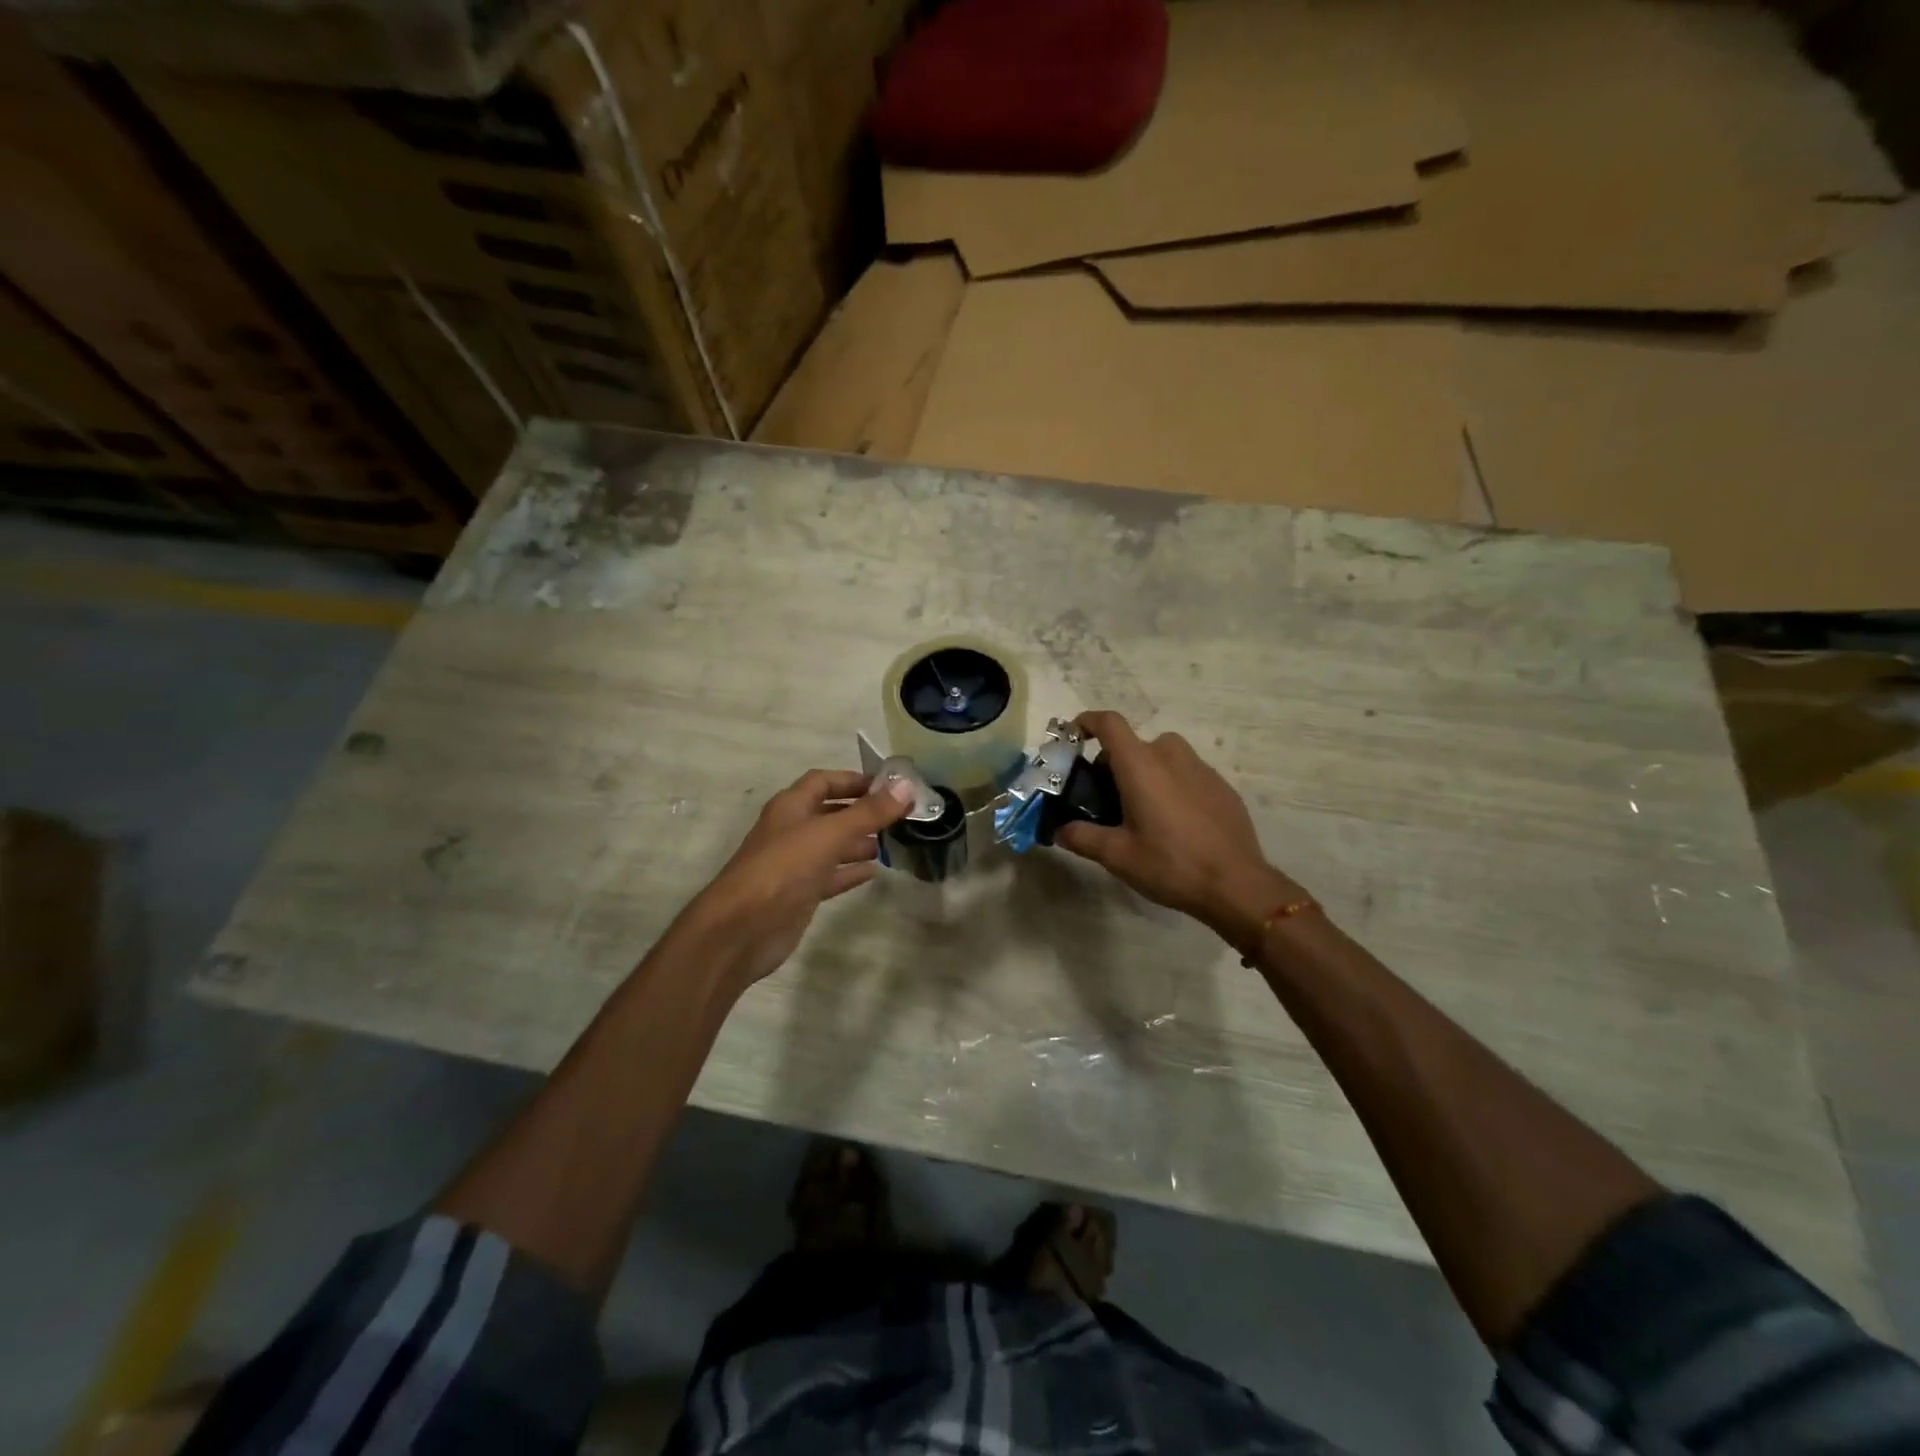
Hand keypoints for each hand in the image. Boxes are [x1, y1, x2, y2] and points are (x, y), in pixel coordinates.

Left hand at [679, 770, 914, 989]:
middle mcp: (792, 830)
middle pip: (830, 813)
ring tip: (892, 843)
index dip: (854, 780)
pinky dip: (850, 872)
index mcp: (791, 806)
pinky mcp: (799, 894)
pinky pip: (830, 876)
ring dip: (859, 842)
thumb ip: (869, 812)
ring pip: (832, 846)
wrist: (742, 928)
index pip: (823, 781)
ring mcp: (794, 864)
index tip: (889, 787)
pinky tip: (874, 873)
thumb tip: (906, 786)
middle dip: (862, 812)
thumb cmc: (783, 868)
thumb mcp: (829, 834)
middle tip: (899, 817)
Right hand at [1055, 711, 1305, 949]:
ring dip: (1144, 772)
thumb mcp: (1117, 856)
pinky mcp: (1221, 785)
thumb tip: (1059, 830)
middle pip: (1133, 744)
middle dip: (1114, 763)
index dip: (1087, 722)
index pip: (1109, 723)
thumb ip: (1082, 837)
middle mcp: (1171, 755)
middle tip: (1105, 799)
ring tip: (1140, 811)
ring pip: (1161, 757)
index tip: (1074, 735)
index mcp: (1141, 765)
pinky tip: (1173, 823)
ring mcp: (1201, 768)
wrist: (1237, 885)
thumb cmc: (1170, 864)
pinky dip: (1171, 785)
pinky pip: (1186, 773)